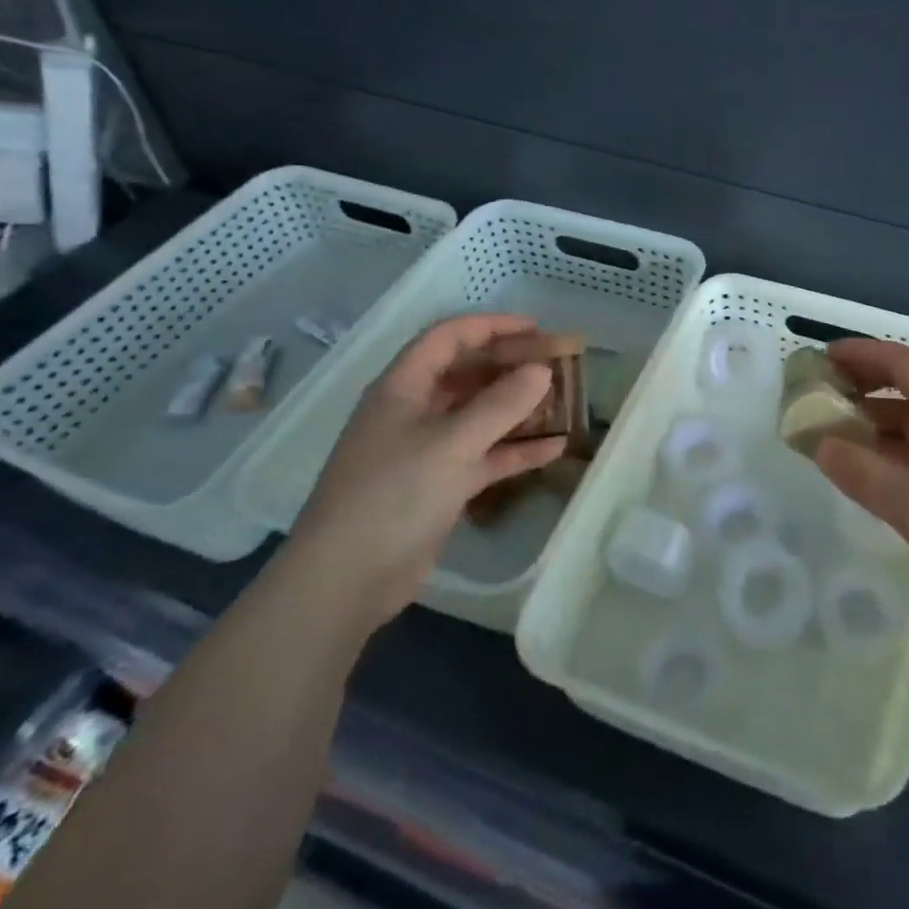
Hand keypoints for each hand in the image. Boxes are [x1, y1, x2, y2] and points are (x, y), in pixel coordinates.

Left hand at [288, 314, 567, 628]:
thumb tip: (541, 370)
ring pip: (478, 415)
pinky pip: (484, 455)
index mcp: (403, 388)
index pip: (448, 338)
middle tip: (556, 364)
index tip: (536, 329)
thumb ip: (500, 404)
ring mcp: (426, 450)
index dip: (491, 327)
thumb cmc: (393, 495)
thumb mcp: (452, 443)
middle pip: (467, 374)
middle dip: (510, 366)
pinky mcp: (439, 485)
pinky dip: (515, 450)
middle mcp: (413, 411)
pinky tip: (553, 449)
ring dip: (518, 408)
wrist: (345, 581)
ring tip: (562, 402)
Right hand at [815, 340, 908, 642]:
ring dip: (883, 417)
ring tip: (840, 430)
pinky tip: (881, 468)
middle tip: (824, 393)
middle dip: (869, 382)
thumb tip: (820, 443)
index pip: (904, 361)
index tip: (822, 357)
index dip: (862, 354)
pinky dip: (901, 445)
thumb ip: (862, 472)